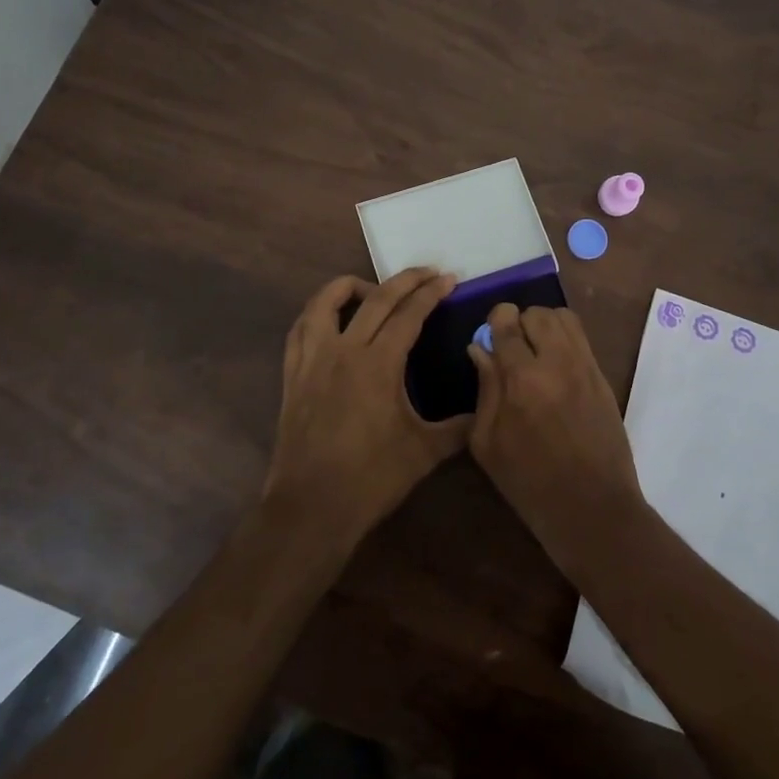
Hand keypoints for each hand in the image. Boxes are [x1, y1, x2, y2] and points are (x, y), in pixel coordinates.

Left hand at [264, 267, 468, 546]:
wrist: (311, 507)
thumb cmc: (371, 479)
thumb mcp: (424, 453)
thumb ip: (458, 427)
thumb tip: (485, 409)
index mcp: (378, 364)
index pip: (409, 315)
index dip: (431, 293)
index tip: (448, 278)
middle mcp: (344, 351)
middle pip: (375, 299)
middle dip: (404, 280)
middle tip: (427, 271)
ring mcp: (313, 360)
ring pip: (325, 303)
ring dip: (350, 286)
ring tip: (372, 289)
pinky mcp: (293, 375)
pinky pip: (300, 329)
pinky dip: (316, 313)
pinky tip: (330, 319)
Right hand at [468, 305, 645, 572]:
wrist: (592, 508)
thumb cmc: (530, 482)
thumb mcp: (488, 442)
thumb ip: (485, 388)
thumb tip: (480, 349)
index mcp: (522, 379)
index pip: (507, 323)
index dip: (495, 321)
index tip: (490, 334)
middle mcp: (557, 362)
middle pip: (537, 313)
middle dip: (520, 322)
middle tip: (512, 347)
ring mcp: (585, 367)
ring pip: (563, 318)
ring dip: (544, 326)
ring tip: (535, 351)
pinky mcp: (602, 377)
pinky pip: (582, 338)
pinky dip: (564, 339)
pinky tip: (554, 366)